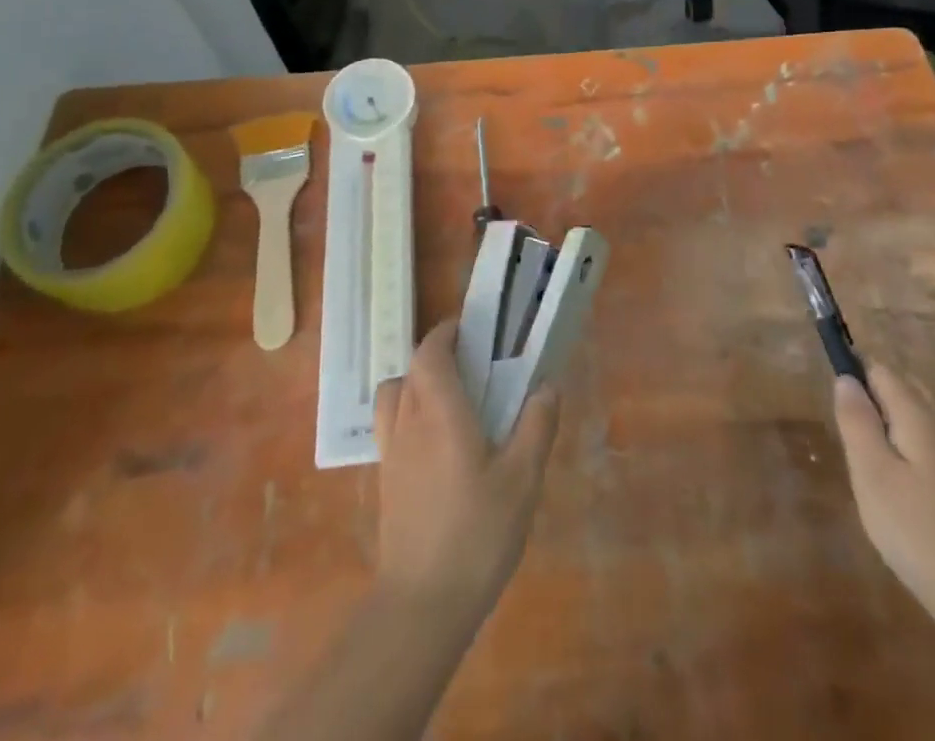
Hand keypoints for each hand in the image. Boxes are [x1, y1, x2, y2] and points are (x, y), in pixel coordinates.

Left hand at [373, 319, 559, 632]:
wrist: (422, 604)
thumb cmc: (477, 534)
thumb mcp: (522, 480)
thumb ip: (536, 426)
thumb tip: (546, 385)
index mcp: (440, 412)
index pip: (430, 352)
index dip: (446, 333)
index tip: (471, 330)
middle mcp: (409, 421)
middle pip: (412, 368)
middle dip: (438, 355)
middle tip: (474, 363)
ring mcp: (392, 451)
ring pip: (394, 394)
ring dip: (417, 382)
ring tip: (451, 398)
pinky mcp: (387, 479)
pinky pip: (391, 425)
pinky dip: (409, 413)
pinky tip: (437, 442)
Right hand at [833, 366, 934, 628]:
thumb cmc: (921, 535)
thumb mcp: (872, 476)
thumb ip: (856, 421)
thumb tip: (845, 377)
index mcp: (919, 413)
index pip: (879, 369)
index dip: (853, 378)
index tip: (838, 415)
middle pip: (902, 387)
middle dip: (873, 401)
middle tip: (855, 449)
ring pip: (918, 416)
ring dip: (892, 428)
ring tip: (876, 474)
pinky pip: (932, 443)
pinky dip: (911, 452)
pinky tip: (906, 495)